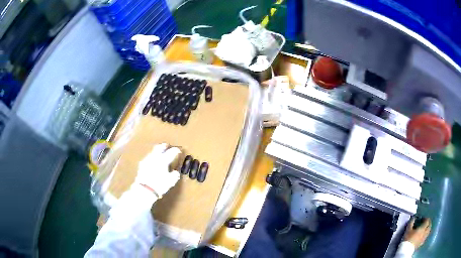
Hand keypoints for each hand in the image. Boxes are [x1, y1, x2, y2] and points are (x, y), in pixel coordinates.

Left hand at [135, 143, 181, 197]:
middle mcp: (155, 157)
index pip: (171, 152)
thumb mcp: (171, 181)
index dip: (176, 150)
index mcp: (163, 160)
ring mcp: (147, 160)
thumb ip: (175, 175)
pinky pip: (148, 158)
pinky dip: (152, 158)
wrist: (145, 189)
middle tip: (167, 146)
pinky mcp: (142, 164)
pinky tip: (152, 162)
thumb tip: (175, 172)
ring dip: (157, 152)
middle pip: (160, 147)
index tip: (179, 150)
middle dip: (164, 146)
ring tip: (160, 154)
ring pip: (153, 152)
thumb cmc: (160, 184)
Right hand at [403, 217, 431, 248]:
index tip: (423, 219)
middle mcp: (424, 232)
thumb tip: (414, 218)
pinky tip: (423, 236)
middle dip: (429, 223)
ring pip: (428, 232)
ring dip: (428, 229)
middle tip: (426, 223)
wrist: (406, 250)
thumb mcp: (408, 230)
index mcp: (422, 228)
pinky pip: (425, 238)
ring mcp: (423, 238)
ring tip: (426, 229)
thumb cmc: (408, 238)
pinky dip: (425, 235)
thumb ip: (411, 223)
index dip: (426, 219)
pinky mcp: (421, 243)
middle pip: (429, 226)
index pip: (427, 221)